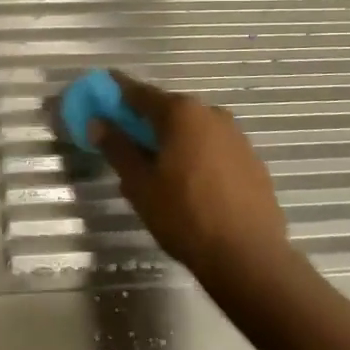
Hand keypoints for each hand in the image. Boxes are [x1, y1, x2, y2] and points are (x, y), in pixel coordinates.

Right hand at [93, 72, 288, 286]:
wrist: (248, 256)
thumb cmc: (184, 215)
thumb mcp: (139, 184)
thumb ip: (117, 147)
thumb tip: (97, 122)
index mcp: (181, 113)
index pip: (139, 93)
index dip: (116, 94)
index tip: (100, 97)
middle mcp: (211, 114)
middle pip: (168, 110)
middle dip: (145, 122)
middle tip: (125, 142)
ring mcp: (236, 137)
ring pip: (193, 130)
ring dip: (172, 140)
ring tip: (156, 169)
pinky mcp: (252, 161)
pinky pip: (213, 148)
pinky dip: (195, 155)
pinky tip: (188, 183)